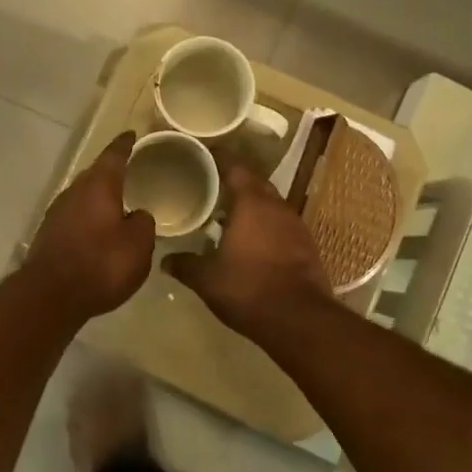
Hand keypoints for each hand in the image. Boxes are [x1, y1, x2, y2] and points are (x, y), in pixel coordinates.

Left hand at [24, 132, 157, 318]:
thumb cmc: (101, 264)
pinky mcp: (48, 235)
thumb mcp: (138, 245)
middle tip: (128, 171)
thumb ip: (143, 224)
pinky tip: (97, 232)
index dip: (124, 145)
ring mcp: (57, 212)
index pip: (114, 155)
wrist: (51, 295)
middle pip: (95, 175)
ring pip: (82, 196)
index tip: (131, 134)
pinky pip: (74, 217)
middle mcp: (74, 192)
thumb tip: (137, 215)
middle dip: (110, 172)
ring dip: (98, 198)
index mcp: (99, 186)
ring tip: (115, 204)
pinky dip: (87, 218)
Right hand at [165, 158, 330, 339]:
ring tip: (230, 212)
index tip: (205, 152)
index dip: (220, 157)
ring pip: (271, 202)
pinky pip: (282, 222)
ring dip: (253, 203)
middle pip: (255, 181)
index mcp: (251, 203)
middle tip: (213, 182)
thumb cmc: (249, 289)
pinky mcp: (306, 244)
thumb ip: (185, 265)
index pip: (234, 167)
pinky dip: (266, 223)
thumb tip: (165, 260)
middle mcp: (276, 205)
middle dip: (236, 179)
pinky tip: (253, 239)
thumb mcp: (208, 279)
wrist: (300, 319)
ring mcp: (295, 223)